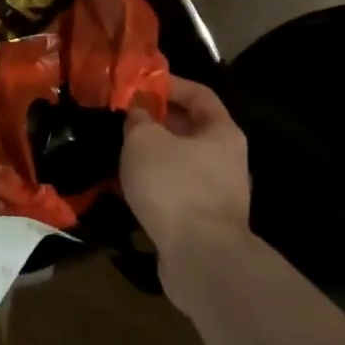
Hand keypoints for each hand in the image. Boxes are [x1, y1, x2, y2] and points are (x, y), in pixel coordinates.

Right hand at [121, 76, 252, 270]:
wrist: (201, 259)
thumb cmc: (175, 185)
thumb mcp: (144, 140)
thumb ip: (138, 118)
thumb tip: (138, 112)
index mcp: (221, 132)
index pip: (199, 94)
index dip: (169, 84)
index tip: (138, 85)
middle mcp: (225, 159)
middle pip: (189, 129)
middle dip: (155, 122)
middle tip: (123, 118)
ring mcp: (216, 193)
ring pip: (178, 162)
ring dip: (151, 156)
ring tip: (119, 151)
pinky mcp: (202, 221)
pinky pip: (173, 192)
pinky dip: (152, 186)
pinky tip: (124, 187)